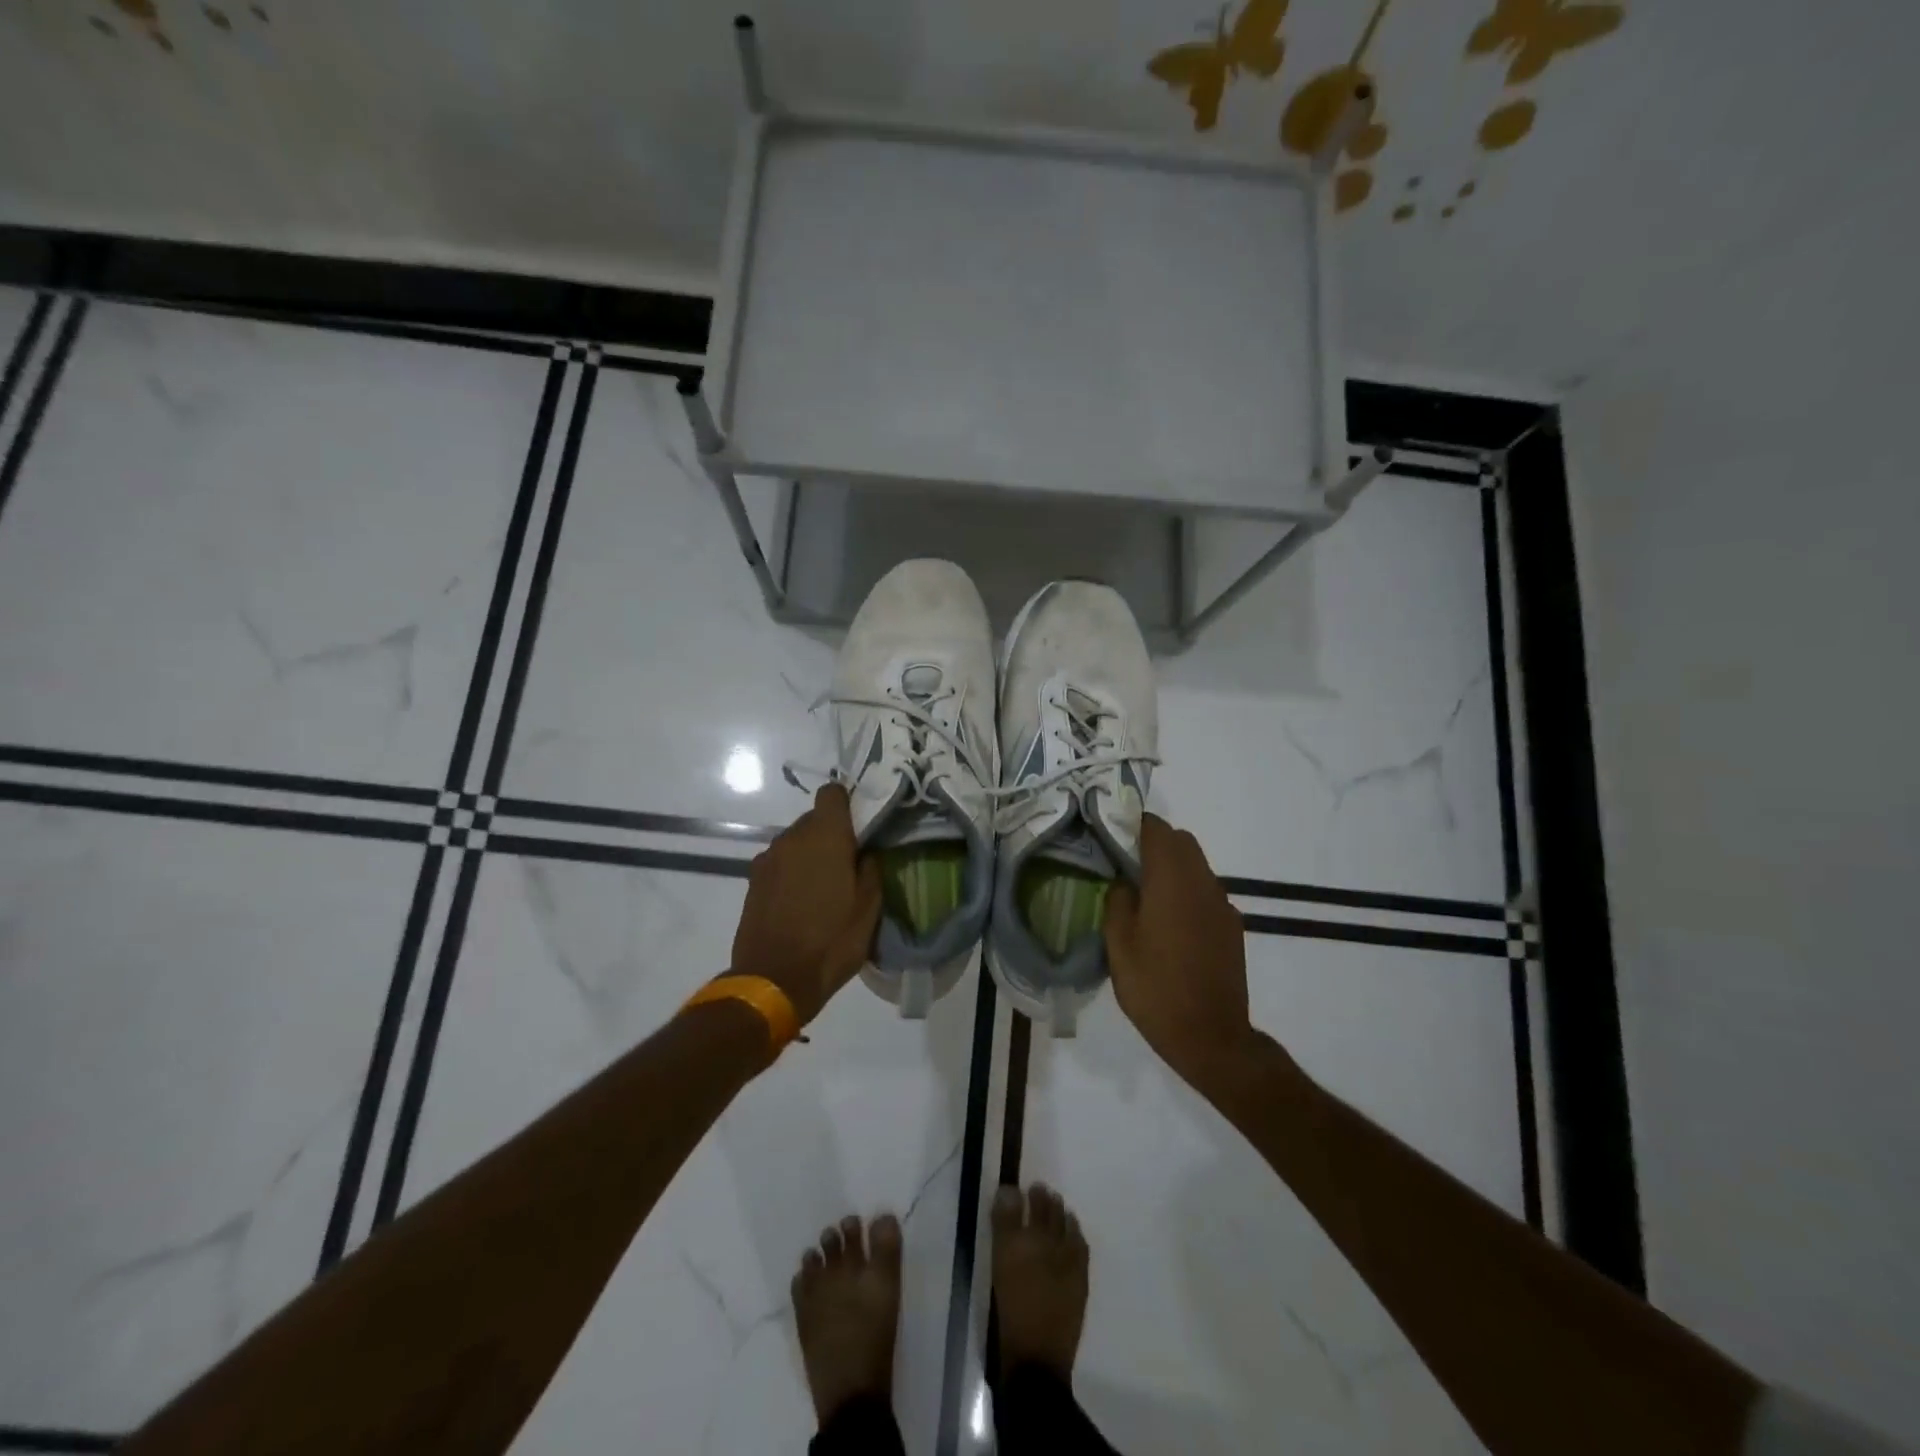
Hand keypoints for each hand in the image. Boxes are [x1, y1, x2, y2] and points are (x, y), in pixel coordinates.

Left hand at [730, 784, 881, 1025]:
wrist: (774, 980)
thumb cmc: (831, 941)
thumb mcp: (869, 908)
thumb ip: (870, 869)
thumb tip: (866, 852)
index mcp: (825, 836)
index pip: (832, 793)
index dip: (847, 803)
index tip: (861, 825)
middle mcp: (792, 838)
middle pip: (814, 819)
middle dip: (831, 835)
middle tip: (849, 864)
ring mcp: (768, 859)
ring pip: (795, 843)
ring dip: (810, 855)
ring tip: (824, 888)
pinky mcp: (753, 881)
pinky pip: (780, 864)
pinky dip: (792, 873)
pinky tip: (801, 902)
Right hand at [1103, 815, 1258, 1098]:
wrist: (1211, 1037)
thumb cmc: (1156, 989)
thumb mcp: (1119, 945)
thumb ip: (1118, 901)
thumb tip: (1123, 881)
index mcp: (1172, 880)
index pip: (1156, 828)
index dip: (1132, 824)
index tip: (1110, 834)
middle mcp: (1202, 882)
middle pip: (1180, 841)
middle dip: (1153, 842)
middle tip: (1123, 863)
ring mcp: (1222, 904)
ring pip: (1195, 865)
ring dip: (1171, 867)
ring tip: (1143, 894)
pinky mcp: (1231, 926)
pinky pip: (1206, 891)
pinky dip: (1186, 890)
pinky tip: (1169, 923)